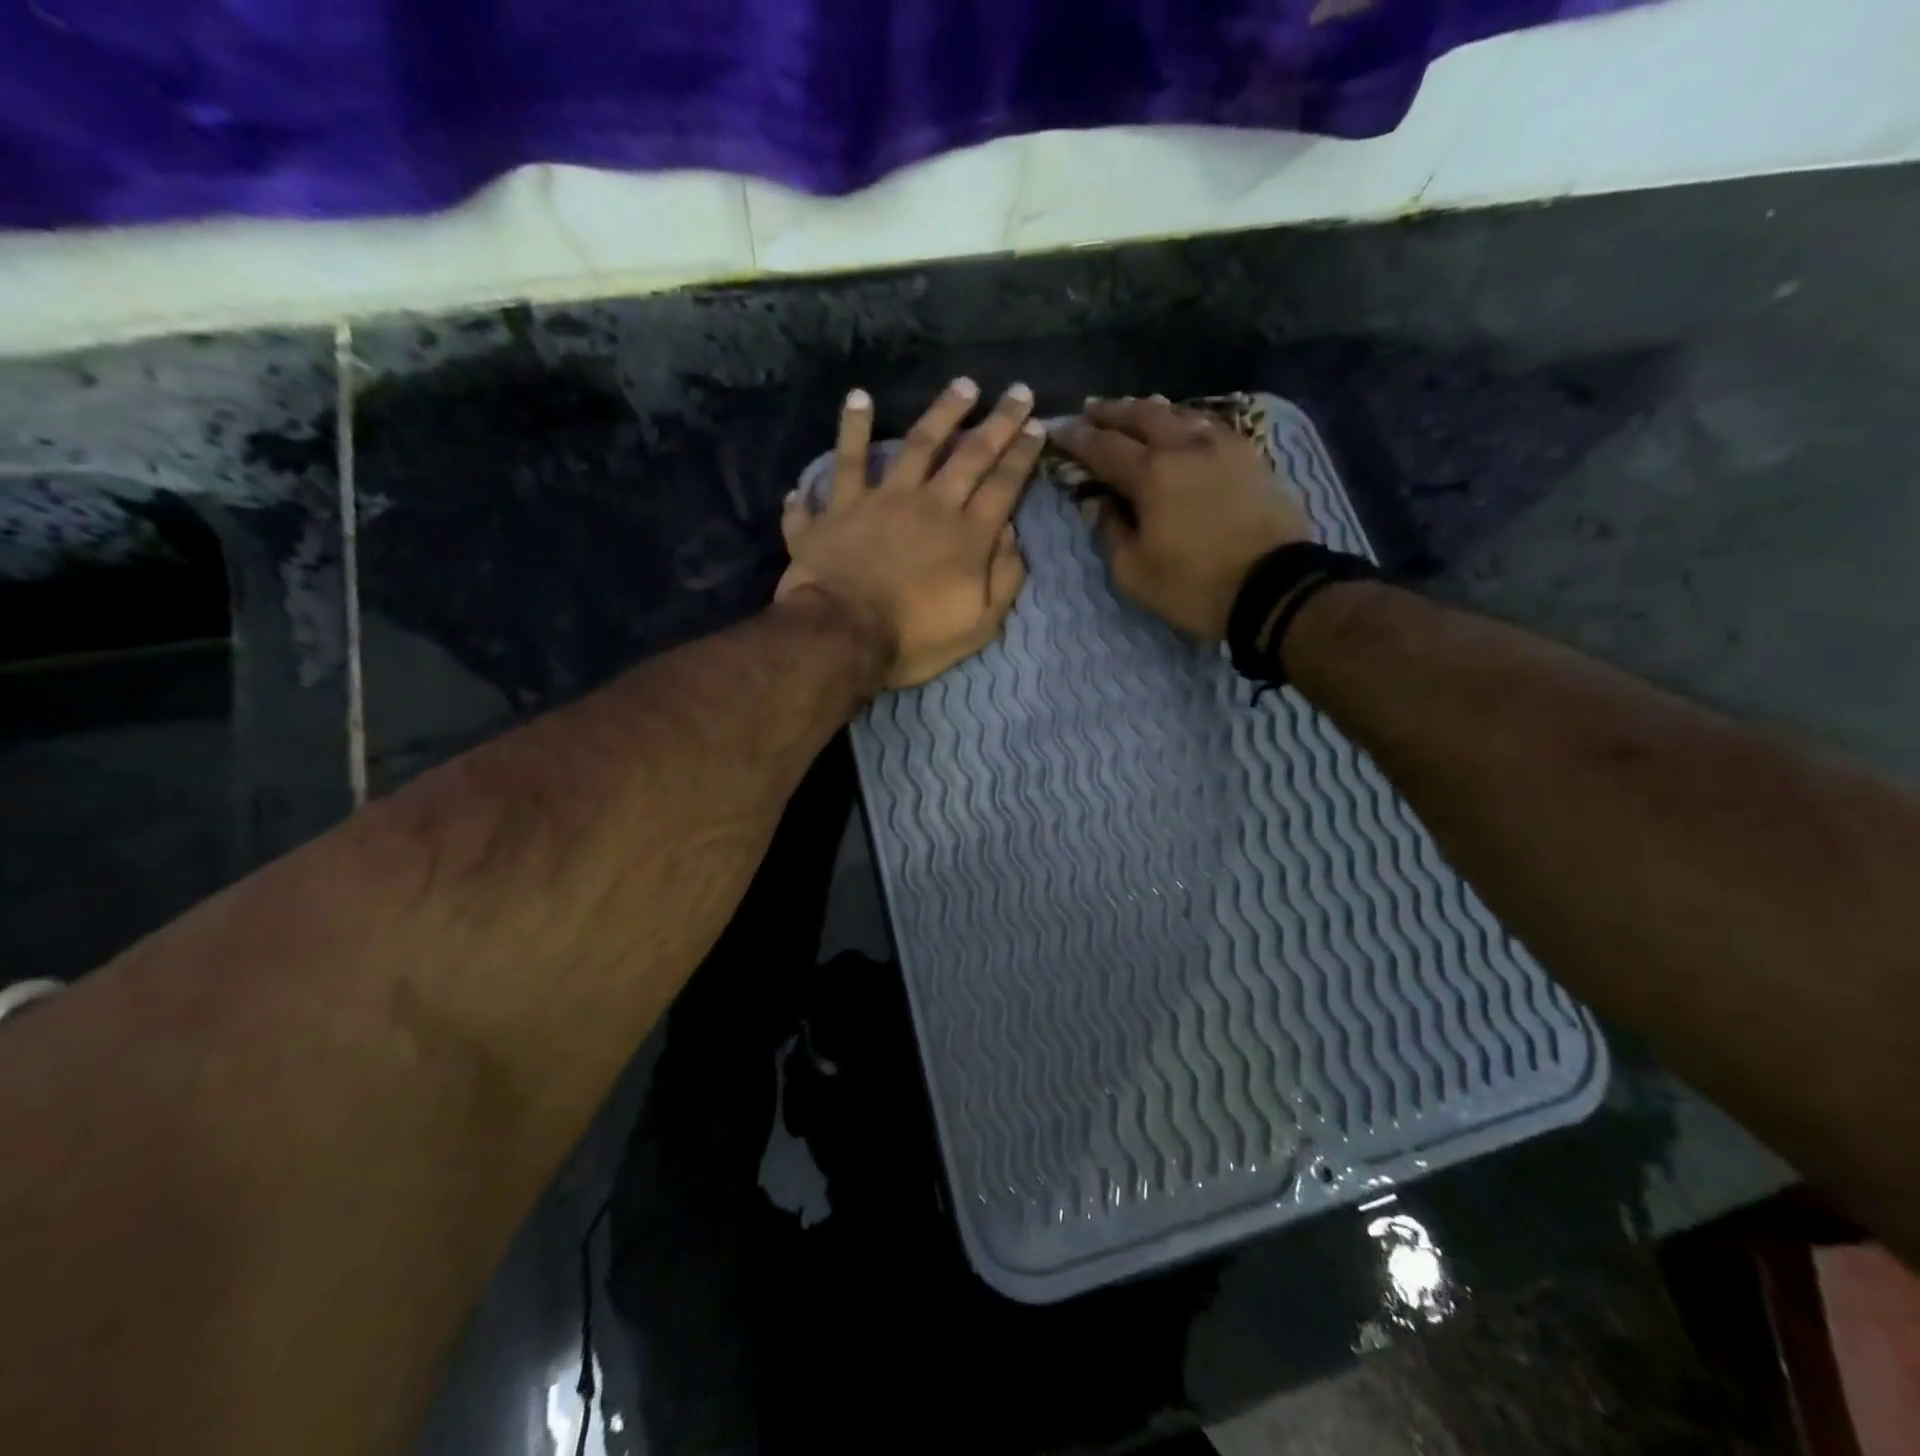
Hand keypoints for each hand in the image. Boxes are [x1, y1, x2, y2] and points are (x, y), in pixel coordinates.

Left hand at [779, 379, 1041, 688]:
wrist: (842, 636)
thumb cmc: (913, 640)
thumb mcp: (979, 625)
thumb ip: (1003, 578)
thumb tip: (1012, 533)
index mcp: (967, 536)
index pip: (1004, 486)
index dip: (1023, 455)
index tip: (1038, 426)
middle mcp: (930, 505)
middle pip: (970, 455)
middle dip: (999, 422)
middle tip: (1018, 391)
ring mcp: (881, 500)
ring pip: (916, 443)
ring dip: (941, 412)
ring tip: (961, 385)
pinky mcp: (840, 506)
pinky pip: (844, 462)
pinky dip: (849, 430)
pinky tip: (858, 398)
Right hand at [1052, 396, 1310, 638]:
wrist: (1274, 586)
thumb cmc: (1194, 585)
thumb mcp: (1134, 572)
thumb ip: (1110, 531)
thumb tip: (1098, 503)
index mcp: (1151, 473)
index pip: (1102, 446)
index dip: (1076, 437)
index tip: (1056, 429)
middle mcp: (1184, 445)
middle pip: (1140, 415)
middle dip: (1110, 411)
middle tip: (1090, 410)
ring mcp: (1222, 445)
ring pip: (1177, 413)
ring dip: (1147, 410)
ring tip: (1131, 412)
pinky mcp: (1248, 454)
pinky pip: (1207, 424)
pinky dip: (1183, 421)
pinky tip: (1179, 427)